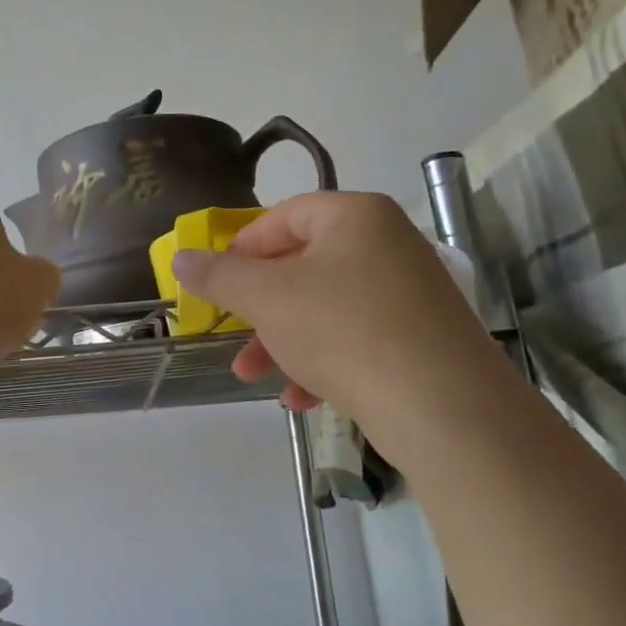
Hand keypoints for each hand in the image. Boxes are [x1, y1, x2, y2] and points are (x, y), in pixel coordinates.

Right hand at [170, 192, 501, 418]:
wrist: (444, 409)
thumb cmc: (342, 330)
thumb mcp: (266, 298)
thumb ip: (218, 275)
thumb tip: (181, 258)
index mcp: (355, 216)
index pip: (284, 216)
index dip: (242, 248)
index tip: (218, 283)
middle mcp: (388, 244)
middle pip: (303, 265)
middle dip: (258, 307)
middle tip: (231, 336)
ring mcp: (410, 292)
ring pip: (325, 307)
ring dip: (283, 340)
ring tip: (255, 377)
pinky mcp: (422, 338)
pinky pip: (357, 338)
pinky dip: (323, 361)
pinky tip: (301, 398)